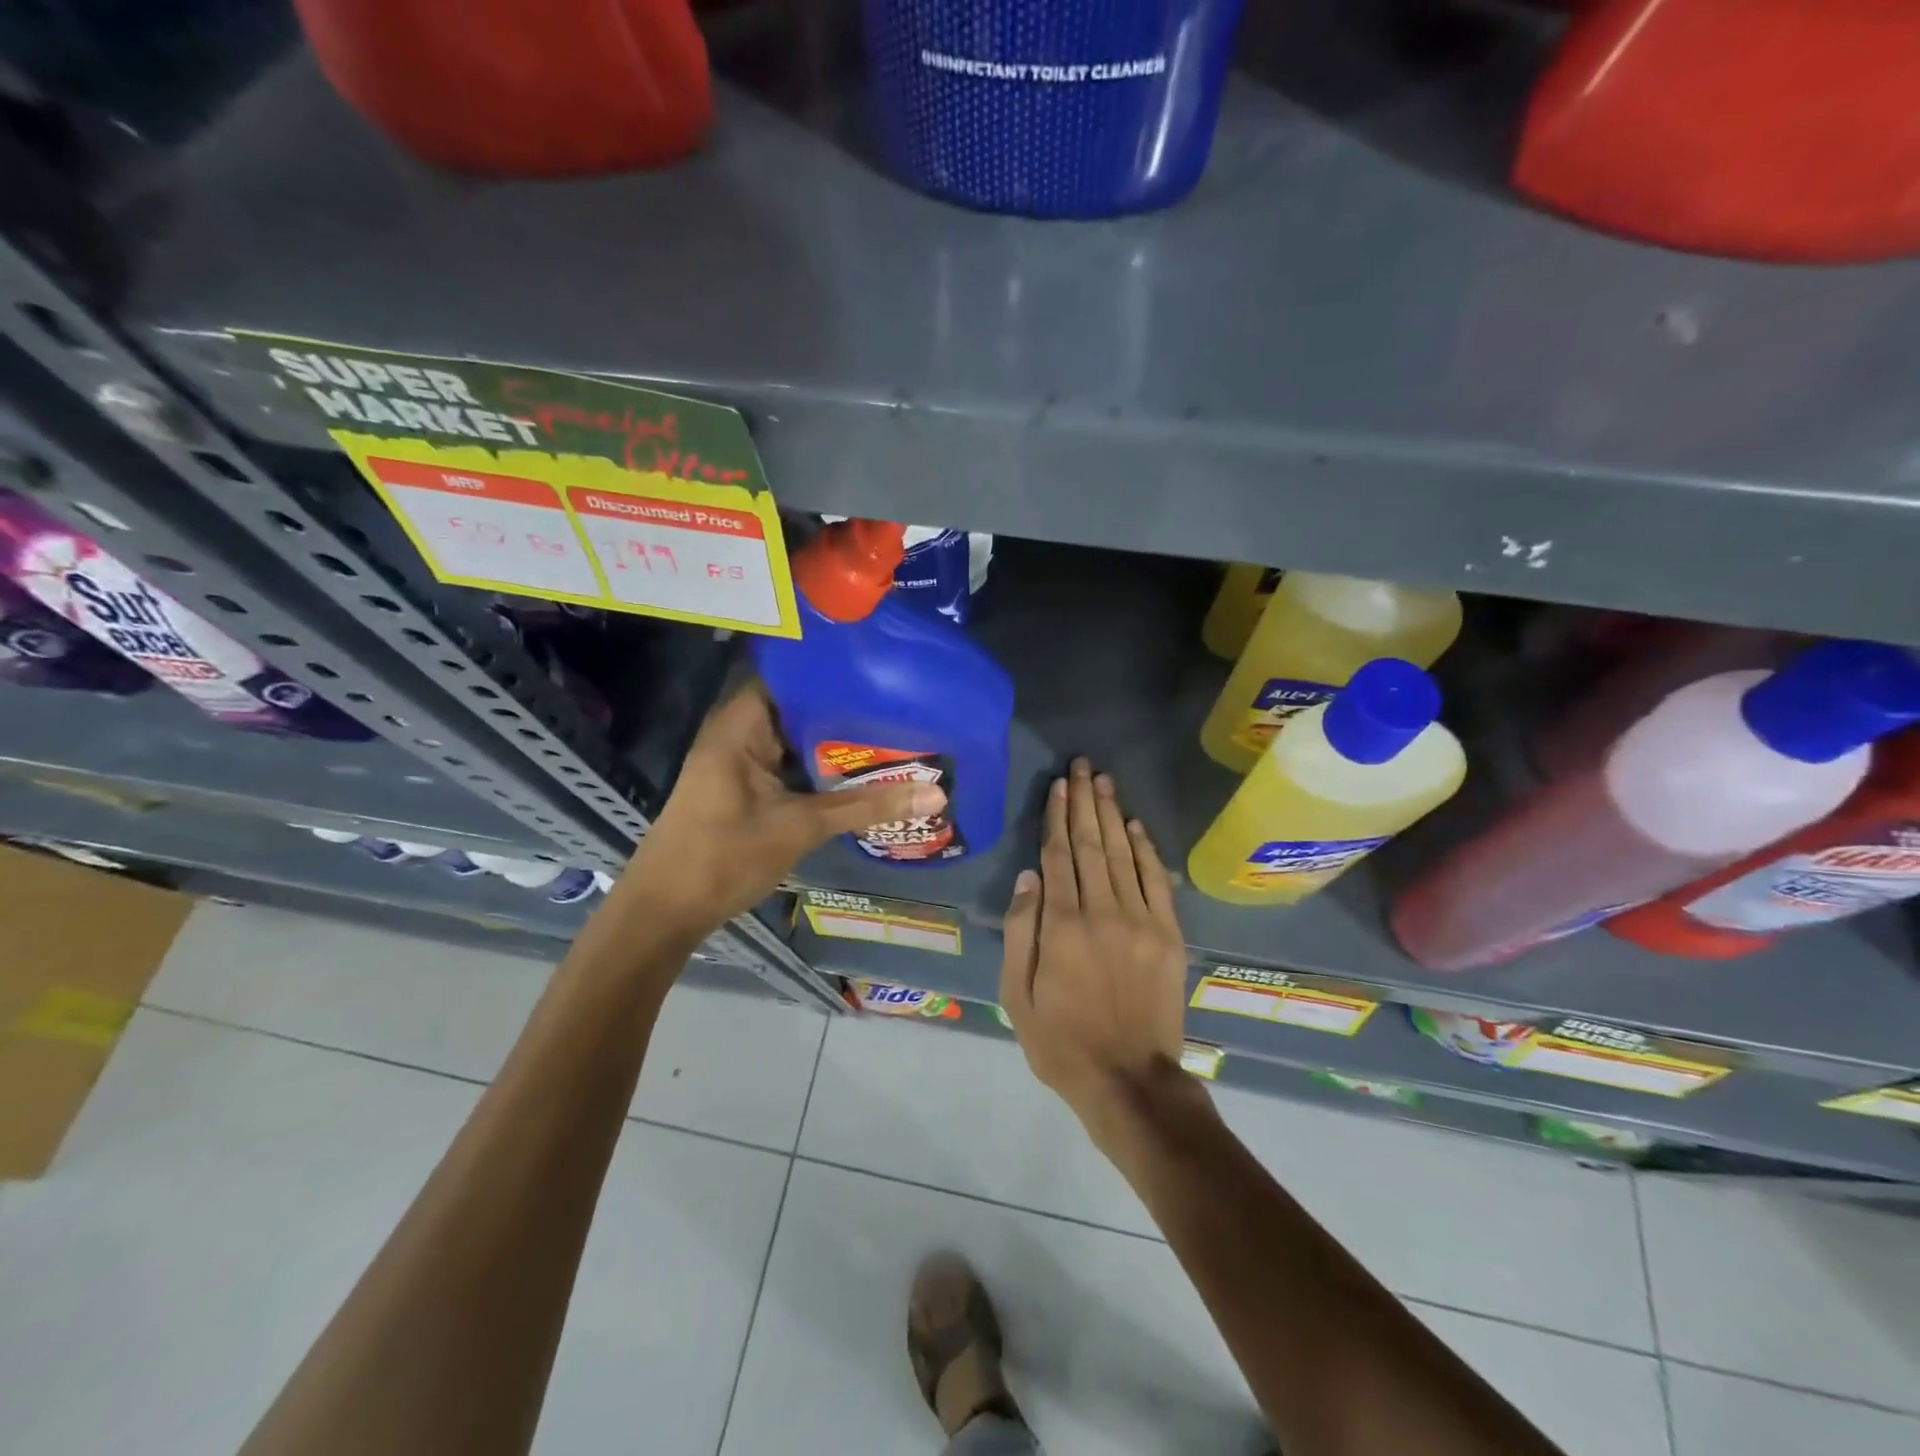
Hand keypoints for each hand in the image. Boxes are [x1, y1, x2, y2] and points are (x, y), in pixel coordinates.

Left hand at [617, 681, 944, 936]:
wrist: (666, 911)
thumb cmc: (724, 857)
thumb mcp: (801, 827)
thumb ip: (867, 806)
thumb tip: (937, 793)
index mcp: (740, 723)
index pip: (789, 673)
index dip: (832, 667)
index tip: (880, 664)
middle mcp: (739, 731)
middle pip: (797, 704)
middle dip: (844, 704)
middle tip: (901, 698)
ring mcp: (742, 759)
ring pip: (796, 736)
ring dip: (835, 737)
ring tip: (893, 725)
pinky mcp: (747, 784)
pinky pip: (790, 761)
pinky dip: (820, 762)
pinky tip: (861, 765)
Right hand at [999, 758, 1189, 1143]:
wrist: (1131, 1080)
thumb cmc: (1062, 1042)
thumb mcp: (1018, 996)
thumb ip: (1022, 932)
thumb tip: (1029, 877)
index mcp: (1062, 926)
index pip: (1058, 856)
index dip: (1057, 816)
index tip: (1058, 785)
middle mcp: (1102, 911)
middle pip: (1091, 844)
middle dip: (1085, 801)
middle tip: (1083, 766)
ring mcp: (1141, 921)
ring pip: (1122, 854)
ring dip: (1112, 814)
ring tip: (1104, 781)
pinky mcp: (1168, 935)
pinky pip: (1156, 881)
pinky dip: (1145, 849)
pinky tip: (1135, 825)